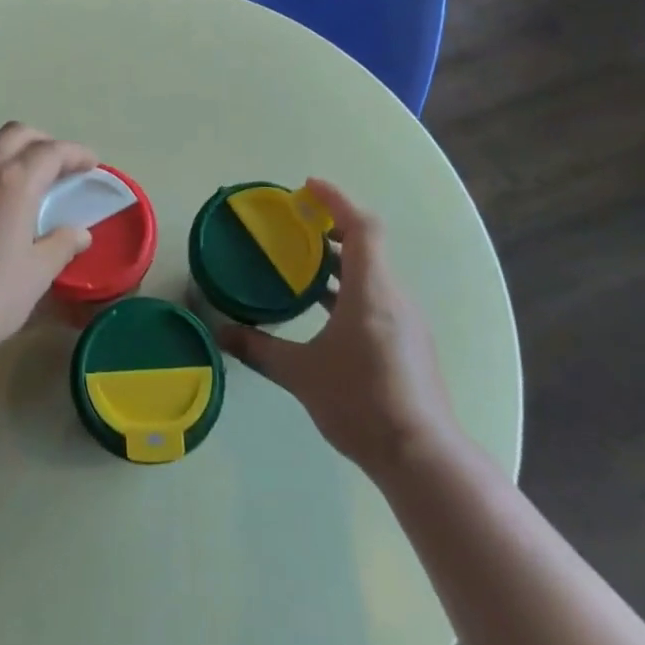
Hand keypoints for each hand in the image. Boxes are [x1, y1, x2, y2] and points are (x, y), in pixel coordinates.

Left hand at [0, 123, 98, 356]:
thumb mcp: (36, 274)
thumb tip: (79, 233)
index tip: (90, 164)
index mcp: (13, 183)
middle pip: (15, 134)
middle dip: (42, 142)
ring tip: (18, 174)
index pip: (51, 152)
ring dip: (6, 148)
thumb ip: (61, 245)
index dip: (75, 154)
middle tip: (58, 165)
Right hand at [217, 179, 467, 478]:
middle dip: (332, 227)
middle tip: (296, 224)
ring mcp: (405, 321)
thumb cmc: (361, 402)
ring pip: (372, 273)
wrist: (422, 457)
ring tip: (303, 264)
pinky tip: (325, 310)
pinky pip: (377, 296)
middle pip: (367, 245)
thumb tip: (222, 333)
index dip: (336, 200)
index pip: (361, 226)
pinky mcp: (408, 343)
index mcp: (372, 291)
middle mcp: (393, 296)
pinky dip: (350, 287)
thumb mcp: (301, 374)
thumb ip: (259, 349)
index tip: (307, 187)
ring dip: (340, 261)